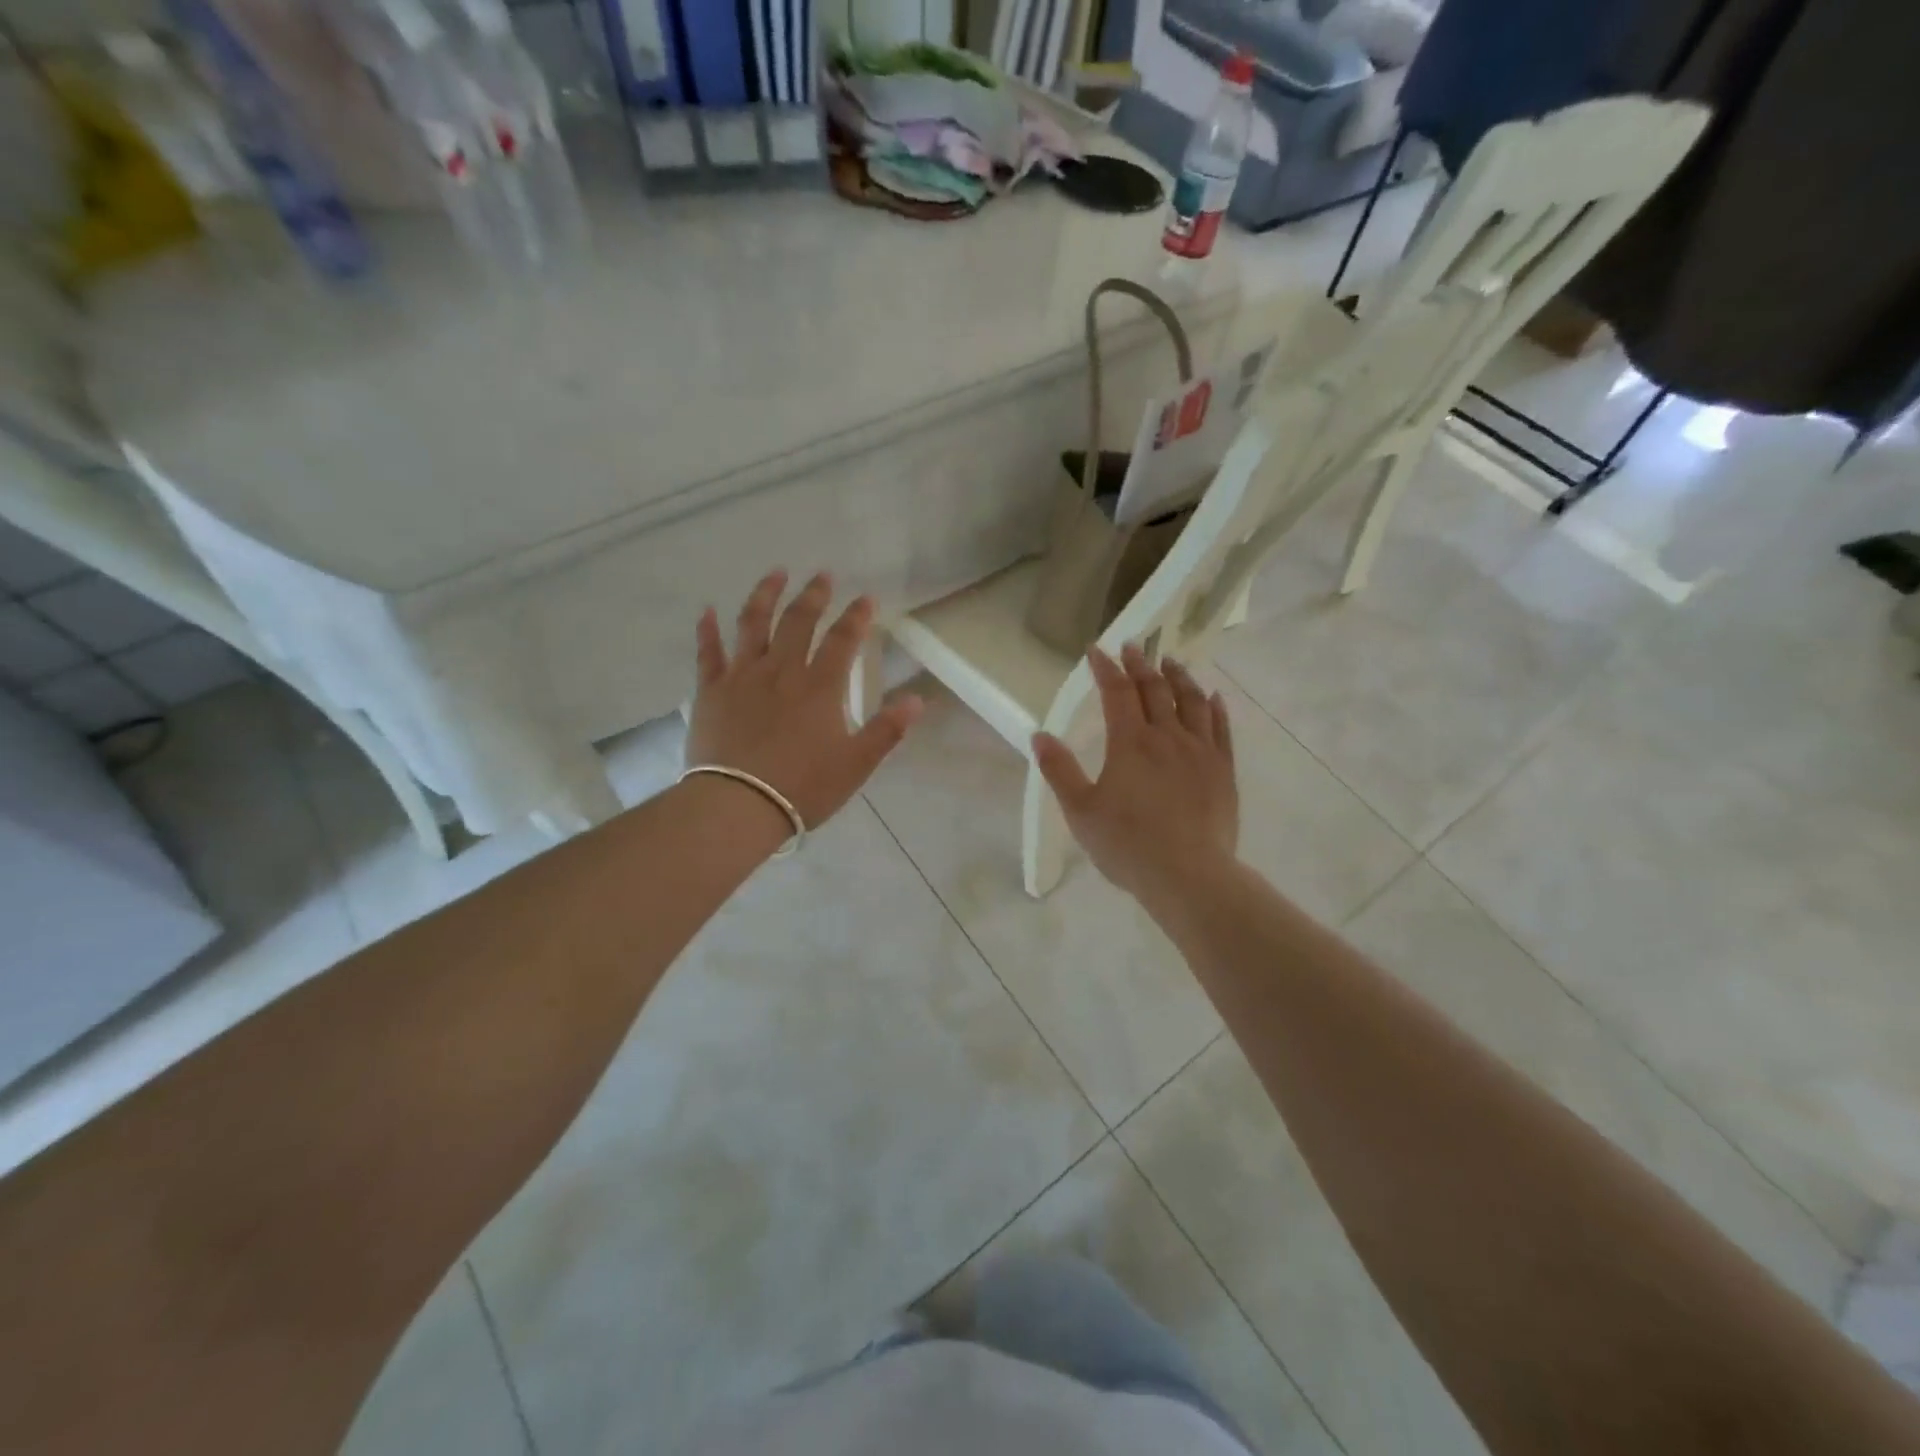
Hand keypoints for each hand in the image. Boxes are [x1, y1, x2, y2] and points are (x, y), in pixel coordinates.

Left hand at [688, 570, 922, 833]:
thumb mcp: (856, 764)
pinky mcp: (711, 692)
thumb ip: (887, 730)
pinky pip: (708, 653)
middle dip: (814, 595)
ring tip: (775, 574)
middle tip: (822, 575)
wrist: (738, 806)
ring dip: (765, 596)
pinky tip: (707, 611)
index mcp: (819, 687)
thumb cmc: (803, 787)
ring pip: (753, 625)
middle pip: (798, 622)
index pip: (843, 640)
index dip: (857, 617)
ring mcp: (742, 677)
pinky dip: (707, 630)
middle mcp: (781, 671)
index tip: (866, 598)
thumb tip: (917, 700)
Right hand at [1032, 645, 1238, 907]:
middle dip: (1140, 664)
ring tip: (1170, 662)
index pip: (1116, 692)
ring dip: (1179, 677)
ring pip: (1192, 701)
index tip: (1096, 650)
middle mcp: (1167, 736)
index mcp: (1130, 743)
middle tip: (1133, 647)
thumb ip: (1059, 770)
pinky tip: (1213, 697)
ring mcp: (1200, 751)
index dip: (1105, 668)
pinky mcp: (1223, 770)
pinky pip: (1221, 728)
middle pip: (1154, 689)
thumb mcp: (1080, 811)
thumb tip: (1039, 735)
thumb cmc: (1127, 845)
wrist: (1188, 876)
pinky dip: (1215, 708)